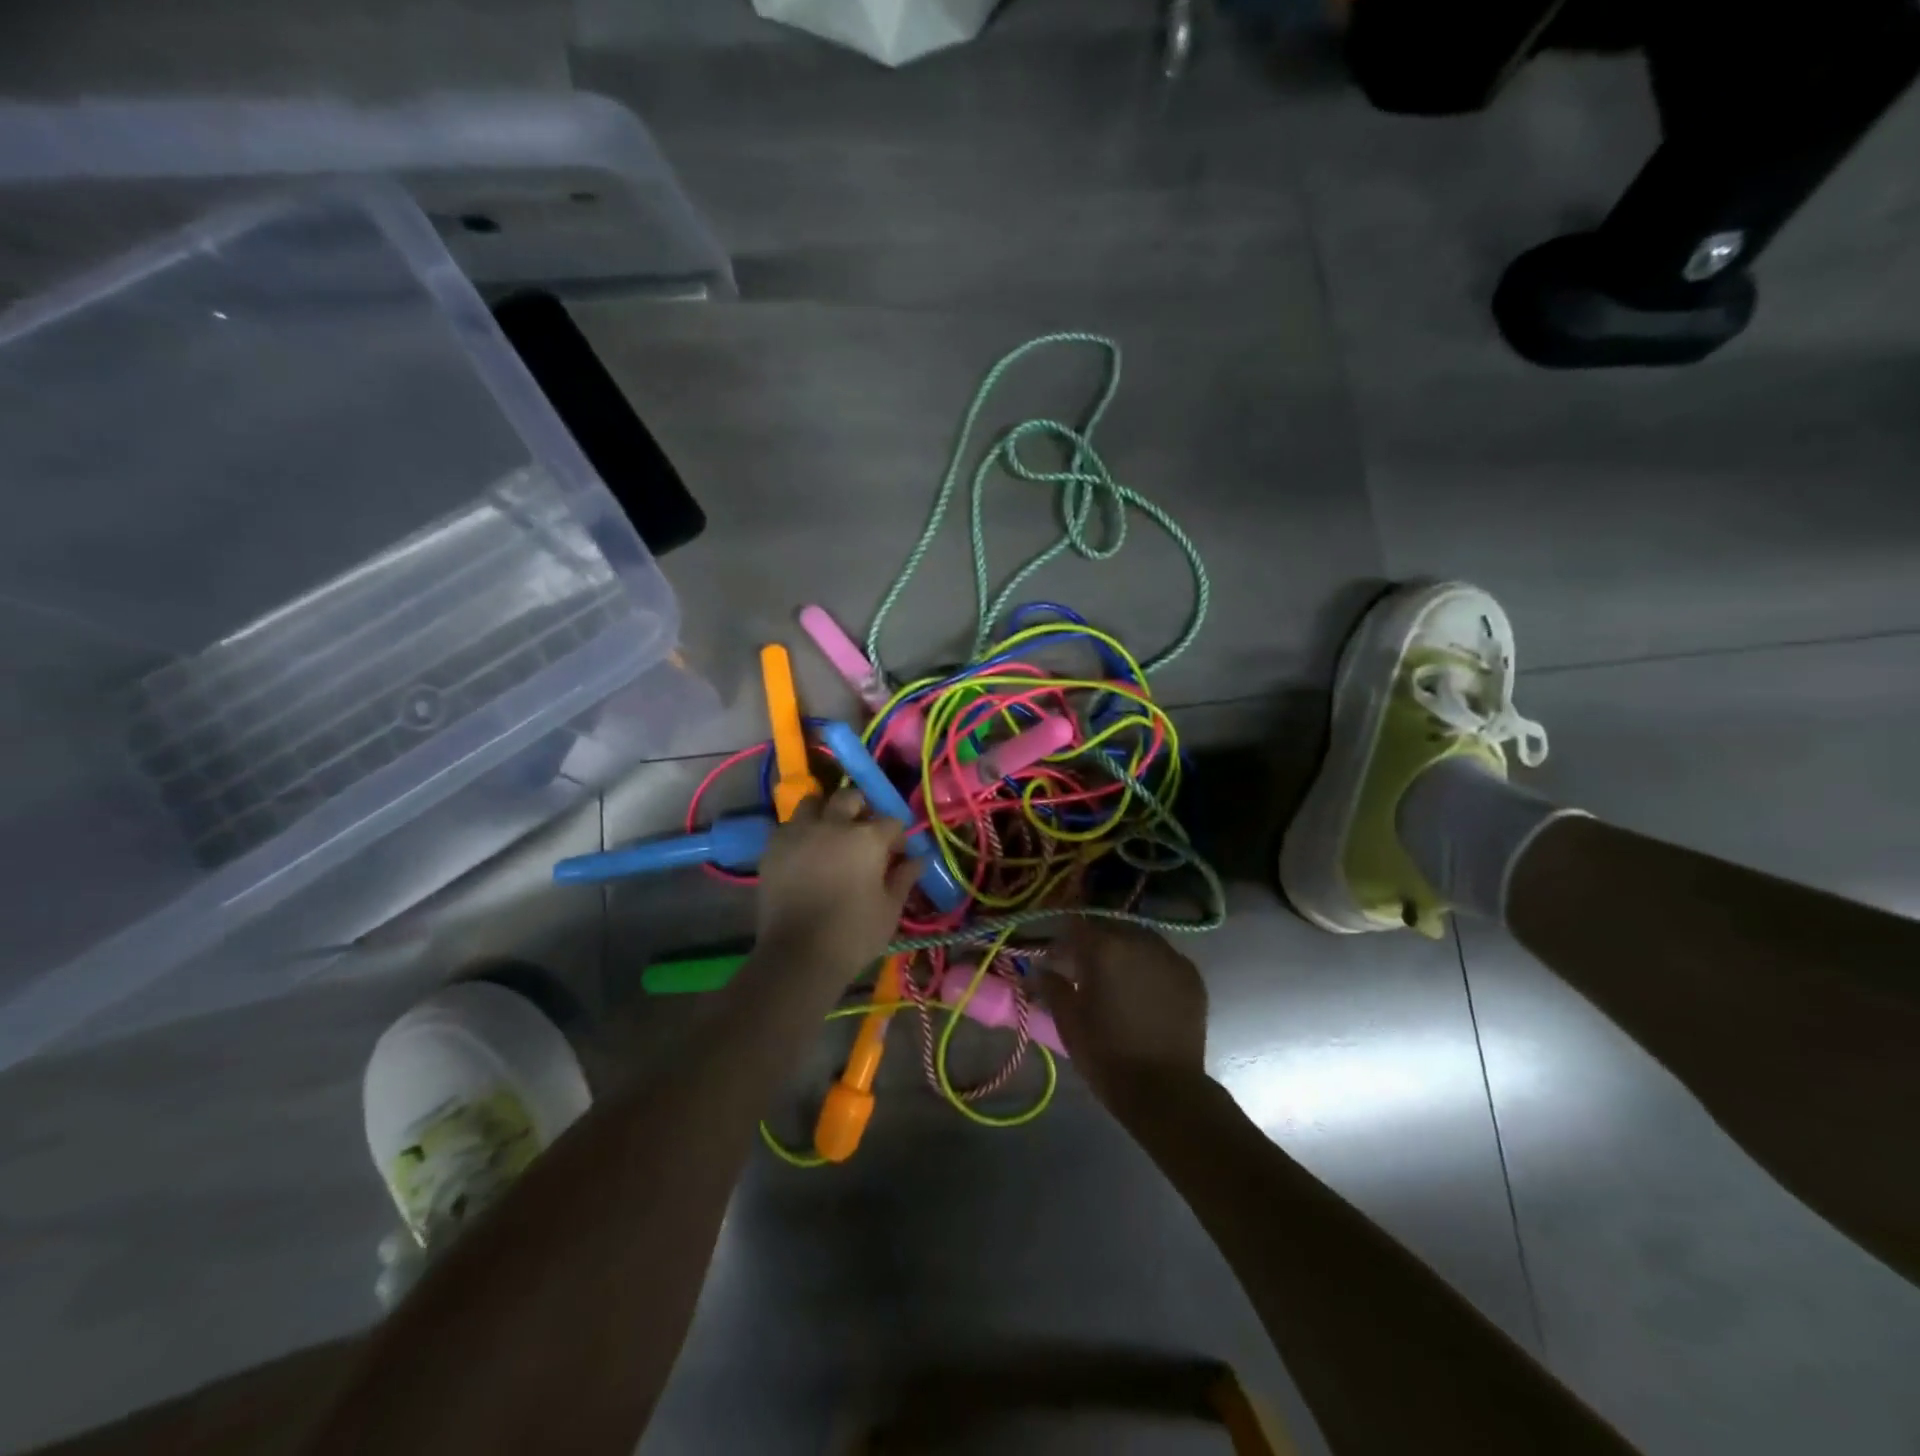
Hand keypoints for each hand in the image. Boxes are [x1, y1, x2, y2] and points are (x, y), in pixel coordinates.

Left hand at [755, 786, 919, 986]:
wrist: (798, 956)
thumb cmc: (854, 934)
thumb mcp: (890, 909)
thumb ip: (904, 878)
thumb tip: (918, 859)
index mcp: (867, 837)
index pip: (891, 821)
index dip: (898, 836)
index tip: (899, 853)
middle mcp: (833, 824)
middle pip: (849, 798)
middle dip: (861, 808)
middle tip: (863, 832)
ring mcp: (799, 832)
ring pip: (814, 802)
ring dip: (826, 812)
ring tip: (830, 833)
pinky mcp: (773, 847)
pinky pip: (789, 826)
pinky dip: (801, 832)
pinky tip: (805, 852)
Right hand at [1043, 921, 1208, 1107]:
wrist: (1165, 1090)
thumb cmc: (1107, 1054)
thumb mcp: (1069, 1021)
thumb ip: (1052, 986)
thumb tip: (1039, 969)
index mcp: (1104, 947)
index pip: (1075, 926)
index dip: (1063, 943)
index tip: (1057, 963)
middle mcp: (1138, 940)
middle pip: (1109, 928)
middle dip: (1095, 945)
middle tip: (1086, 973)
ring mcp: (1170, 956)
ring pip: (1138, 939)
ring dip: (1124, 952)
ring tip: (1119, 981)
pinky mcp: (1192, 975)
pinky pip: (1163, 958)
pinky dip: (1150, 966)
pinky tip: (1146, 990)